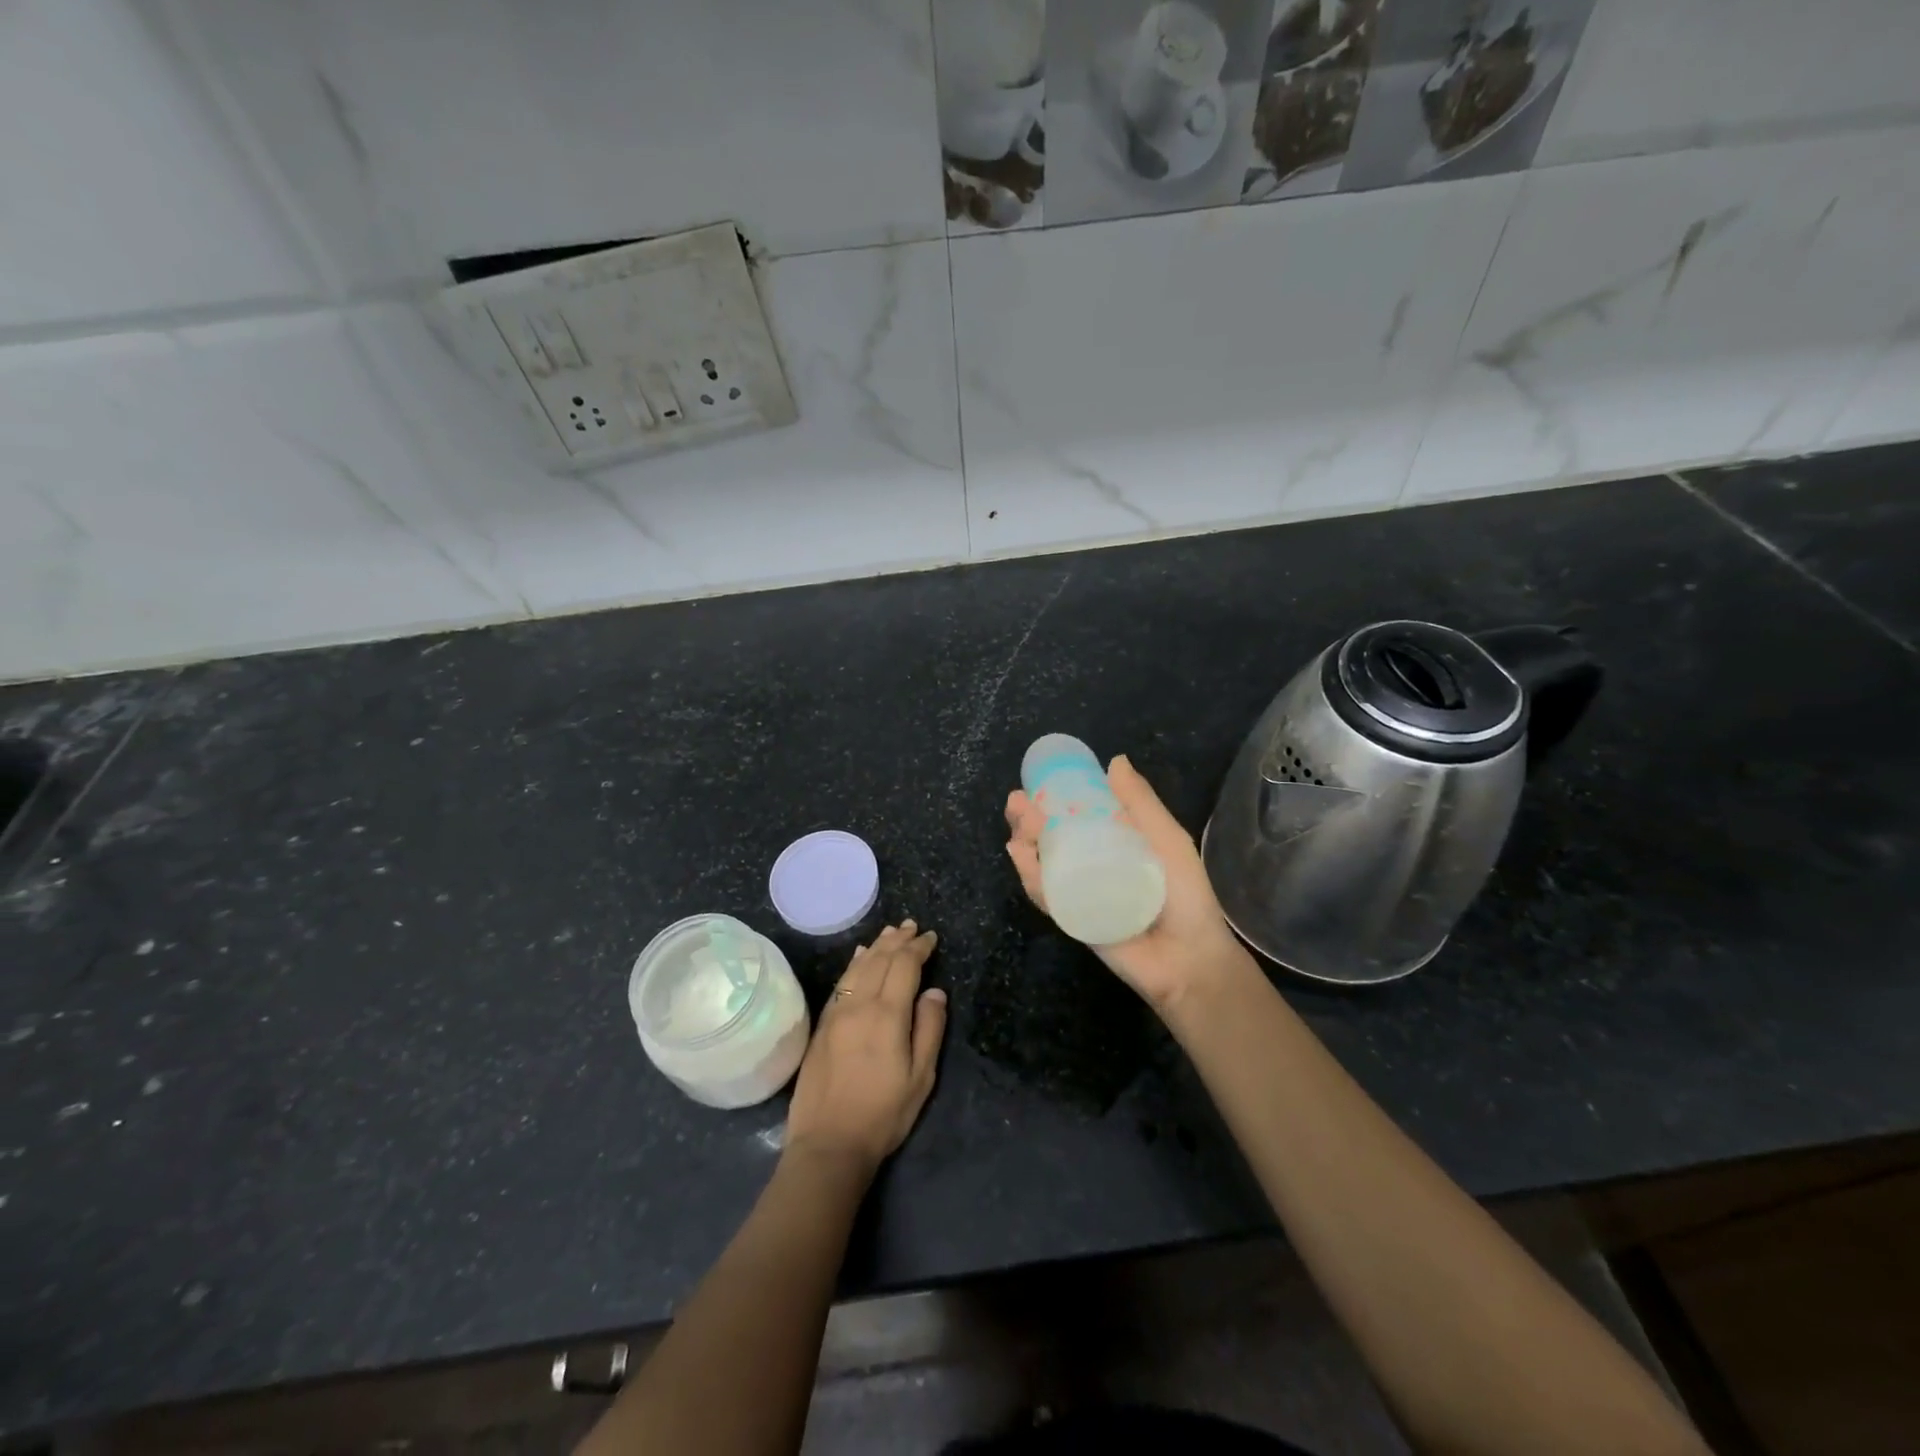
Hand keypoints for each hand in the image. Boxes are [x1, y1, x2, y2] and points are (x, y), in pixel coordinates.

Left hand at [784, 921, 947, 1173]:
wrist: (828, 1143)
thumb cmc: (883, 1114)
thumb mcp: (921, 1077)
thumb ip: (929, 1029)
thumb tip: (934, 992)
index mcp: (887, 1015)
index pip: (904, 966)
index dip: (918, 948)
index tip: (931, 937)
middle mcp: (859, 1005)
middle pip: (879, 960)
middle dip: (898, 940)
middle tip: (912, 926)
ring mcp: (837, 1013)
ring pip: (858, 967)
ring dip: (876, 946)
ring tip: (889, 932)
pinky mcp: (822, 1025)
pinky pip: (841, 982)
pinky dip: (854, 964)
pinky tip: (859, 957)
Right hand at [1005, 755, 1253, 1015]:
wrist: (1190, 959)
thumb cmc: (1186, 896)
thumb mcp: (1168, 841)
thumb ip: (1142, 805)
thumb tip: (1115, 761)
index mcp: (1115, 841)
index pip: (1077, 814)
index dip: (1054, 798)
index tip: (1037, 781)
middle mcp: (1093, 863)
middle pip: (1052, 837)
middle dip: (1029, 818)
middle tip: (1017, 802)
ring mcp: (1079, 892)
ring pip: (1043, 864)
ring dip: (1024, 842)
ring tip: (1020, 825)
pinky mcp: (1071, 919)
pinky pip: (1046, 896)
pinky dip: (1030, 877)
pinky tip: (1020, 856)